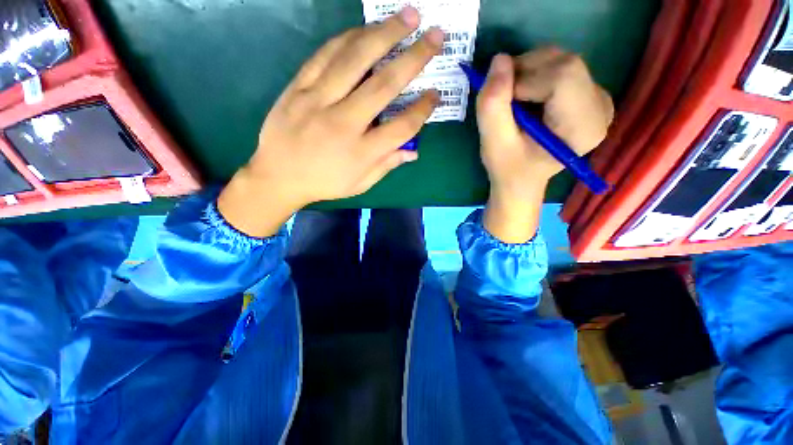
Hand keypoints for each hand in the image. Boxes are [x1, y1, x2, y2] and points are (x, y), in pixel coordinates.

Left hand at [218, 7, 442, 236]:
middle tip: (435, 35)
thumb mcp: (360, 184)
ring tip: (407, 16)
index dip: (423, 110)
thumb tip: (412, 152)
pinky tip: (365, 30)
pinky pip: (325, 55)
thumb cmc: (324, 183)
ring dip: (384, 34)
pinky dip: (348, 38)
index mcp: (361, 152)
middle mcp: (343, 123)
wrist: (277, 176)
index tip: (436, 95)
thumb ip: (386, 165)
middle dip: (414, 58)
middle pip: (383, 85)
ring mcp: (317, 101)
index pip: (401, 127)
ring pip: (355, 60)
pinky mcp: (298, 88)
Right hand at [476, 49, 613, 242]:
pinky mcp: (589, 92)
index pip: (562, 76)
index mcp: (583, 127)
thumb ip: (493, 106)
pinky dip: (536, 74)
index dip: (524, 80)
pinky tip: (527, 99)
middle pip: (565, 63)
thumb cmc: (508, 167)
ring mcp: (598, 97)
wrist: (522, 179)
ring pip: (562, 60)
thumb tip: (499, 60)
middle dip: (525, 73)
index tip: (503, 103)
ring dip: (528, 72)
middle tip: (504, 100)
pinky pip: (561, 66)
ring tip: (514, 103)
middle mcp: (601, 107)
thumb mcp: (493, 144)